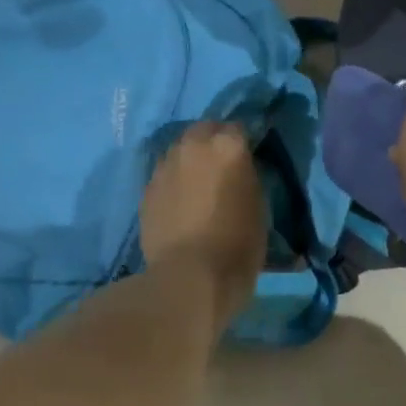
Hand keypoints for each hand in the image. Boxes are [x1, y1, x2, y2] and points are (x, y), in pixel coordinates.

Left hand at [139, 123, 267, 331]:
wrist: (189, 277)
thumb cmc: (237, 244)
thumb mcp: (257, 206)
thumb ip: (245, 176)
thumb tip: (237, 170)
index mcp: (227, 146)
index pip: (237, 128)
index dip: (242, 143)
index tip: (246, 158)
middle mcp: (193, 145)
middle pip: (204, 129)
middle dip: (212, 141)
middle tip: (220, 167)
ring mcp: (166, 165)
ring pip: (179, 150)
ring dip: (189, 160)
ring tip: (197, 185)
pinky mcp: (147, 188)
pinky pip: (164, 175)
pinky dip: (173, 182)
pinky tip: (179, 204)